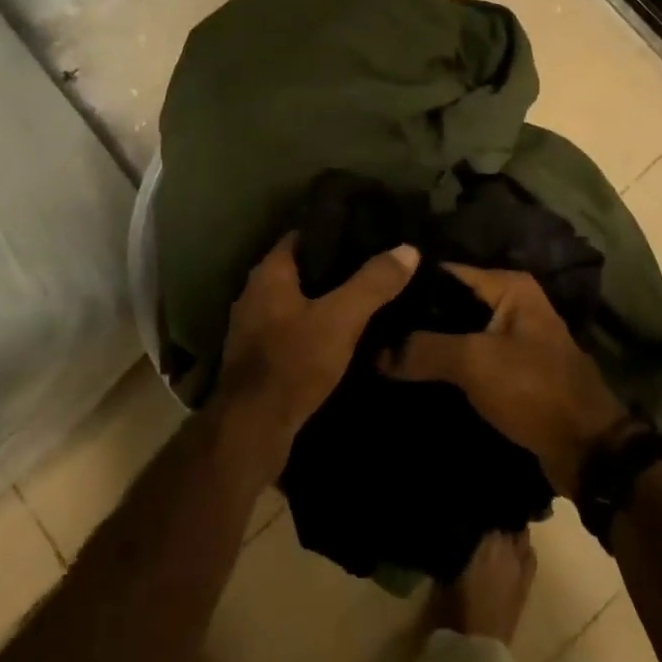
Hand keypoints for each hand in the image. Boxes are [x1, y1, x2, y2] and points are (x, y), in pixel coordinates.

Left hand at [218, 232, 417, 455]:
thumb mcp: (342, 318)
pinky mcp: (257, 358)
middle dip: (333, 268)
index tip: (366, 232)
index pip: (303, 235)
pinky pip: (291, 329)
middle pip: (300, 269)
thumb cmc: (294, 361)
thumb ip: (373, 282)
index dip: (334, 231)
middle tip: (373, 266)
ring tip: (363, 300)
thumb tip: (408, 249)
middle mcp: (255, 293)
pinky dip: (313, 328)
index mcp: (269, 273)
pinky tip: (340, 337)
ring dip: (323, 301)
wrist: (253, 429)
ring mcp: (252, 327)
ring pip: (295, 301)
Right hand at [381, 263, 626, 497]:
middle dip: (415, 320)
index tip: (372, 302)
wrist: (588, 450)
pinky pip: (468, 360)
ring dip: (428, 346)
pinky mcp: (510, 371)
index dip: (409, 286)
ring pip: (457, 334)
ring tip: (382, 355)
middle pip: (450, 304)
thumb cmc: (534, 388)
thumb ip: (424, 349)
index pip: (446, 273)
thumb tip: (374, 351)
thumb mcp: (475, 362)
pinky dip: (445, 367)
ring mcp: (512, 338)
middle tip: (371, 332)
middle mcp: (511, 303)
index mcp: (508, 285)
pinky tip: (411, 377)